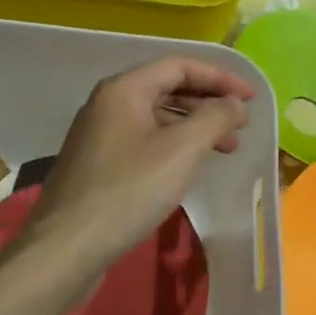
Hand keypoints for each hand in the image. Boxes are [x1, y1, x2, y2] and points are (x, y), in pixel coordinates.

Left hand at [17, 57, 254, 270]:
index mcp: (124, 89)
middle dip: (208, 102)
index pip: (179, 66)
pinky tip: (189, 167)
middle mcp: (108, 103)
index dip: (219, 77)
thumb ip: (215, 118)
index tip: (250, 97)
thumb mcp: (181, 150)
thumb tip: (235, 103)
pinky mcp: (97, 164)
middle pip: (167, 88)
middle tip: (240, 124)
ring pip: (156, 117)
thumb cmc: (127, 191)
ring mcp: (99, 135)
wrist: (65, 248)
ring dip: (194, 126)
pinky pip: (144, 140)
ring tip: (225, 150)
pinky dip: (173, 145)